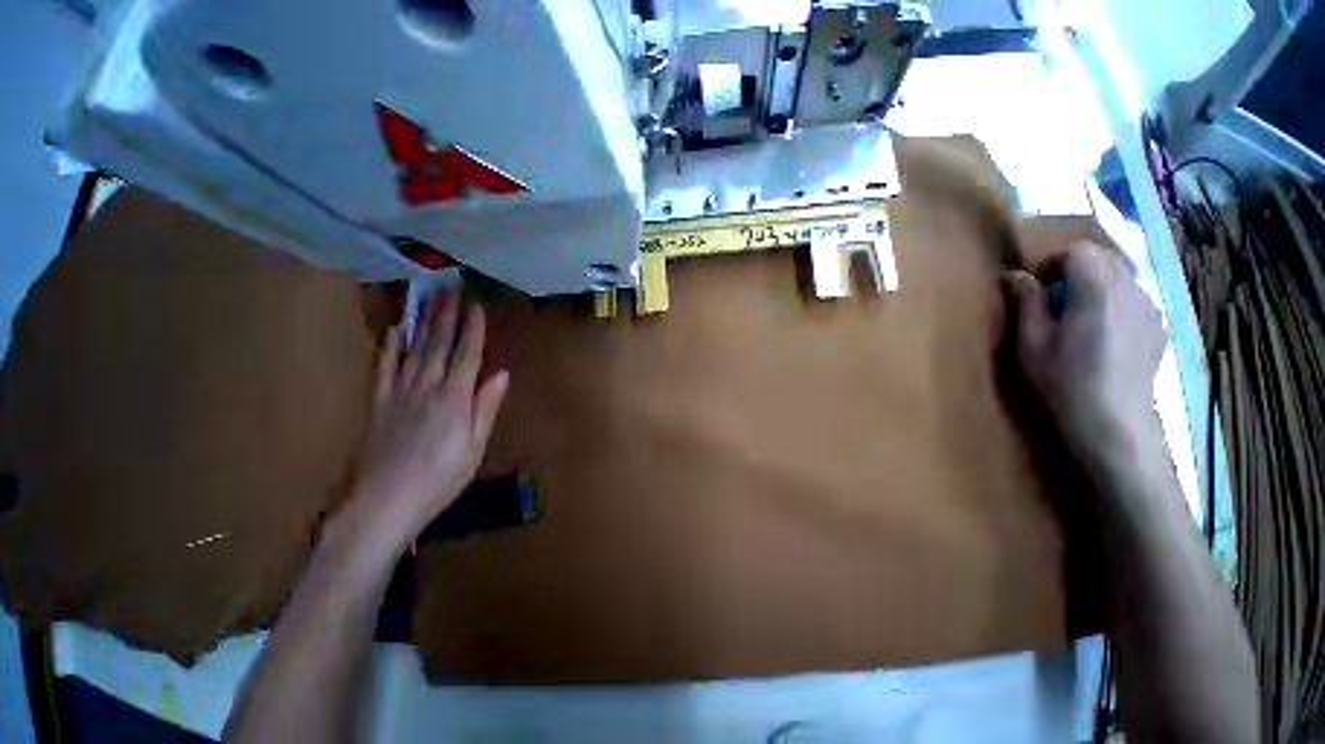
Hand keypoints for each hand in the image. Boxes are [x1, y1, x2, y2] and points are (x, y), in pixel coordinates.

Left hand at [344, 283, 508, 551]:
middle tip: (450, 286)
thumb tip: (501, 373)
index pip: (466, 355)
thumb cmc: (440, 477)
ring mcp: (399, 392)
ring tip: (427, 297)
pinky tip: (394, 330)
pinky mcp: (379, 402)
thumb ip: (486, 407)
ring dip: (421, 321)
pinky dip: (389, 346)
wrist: (384, 502)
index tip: (476, 304)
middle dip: (446, 314)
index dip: (472, 329)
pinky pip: (384, 367)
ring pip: (412, 348)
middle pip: (438, 344)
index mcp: (454, 398)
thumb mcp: (475, 446)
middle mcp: (427, 387)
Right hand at [1005, 243, 1164, 454]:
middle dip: (1077, 270)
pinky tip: (1105, 334)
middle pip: (1105, 258)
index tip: (1038, 286)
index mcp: (1097, 289)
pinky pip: (1136, 299)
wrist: (1112, 419)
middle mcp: (1131, 290)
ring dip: (1098, 286)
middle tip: (1055, 301)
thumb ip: (1026, 302)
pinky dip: (1117, 304)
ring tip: (1080, 319)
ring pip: (1123, 277)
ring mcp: (1151, 308)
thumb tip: (1015, 275)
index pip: (1080, 250)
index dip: (1055, 262)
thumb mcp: (1030, 340)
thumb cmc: (1062, 378)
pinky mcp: (1159, 326)